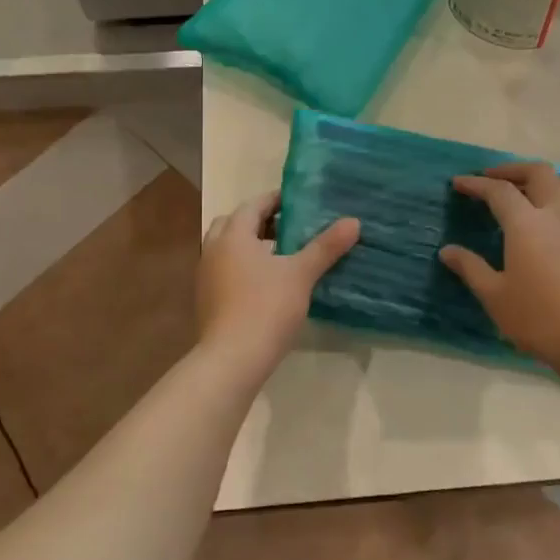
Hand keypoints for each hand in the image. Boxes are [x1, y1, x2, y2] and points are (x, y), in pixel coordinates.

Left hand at [198, 193, 358, 372]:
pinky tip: (265, 282)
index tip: (299, 202)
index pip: (253, 205)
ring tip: (280, 254)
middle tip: (289, 226)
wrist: (232, 359)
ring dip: (250, 244)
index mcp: (233, 235)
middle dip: (260, 221)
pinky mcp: (206, 299)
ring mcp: (206, 275)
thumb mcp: (301, 274)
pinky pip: (225, 269)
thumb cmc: (266, 307)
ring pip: (227, 248)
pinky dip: (242, 266)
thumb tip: (353, 221)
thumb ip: (325, 246)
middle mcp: (214, 249)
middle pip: (235, 223)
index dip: (276, 200)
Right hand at [439, 162, 559, 372]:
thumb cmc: (541, 319)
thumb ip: (471, 268)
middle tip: (494, 179)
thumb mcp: (496, 297)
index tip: (459, 182)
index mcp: (526, 223)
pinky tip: (558, 221)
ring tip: (530, 192)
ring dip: (546, 180)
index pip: (498, 191)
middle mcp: (558, 213)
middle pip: (539, 172)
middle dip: (513, 170)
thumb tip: (448, 250)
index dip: (476, 184)